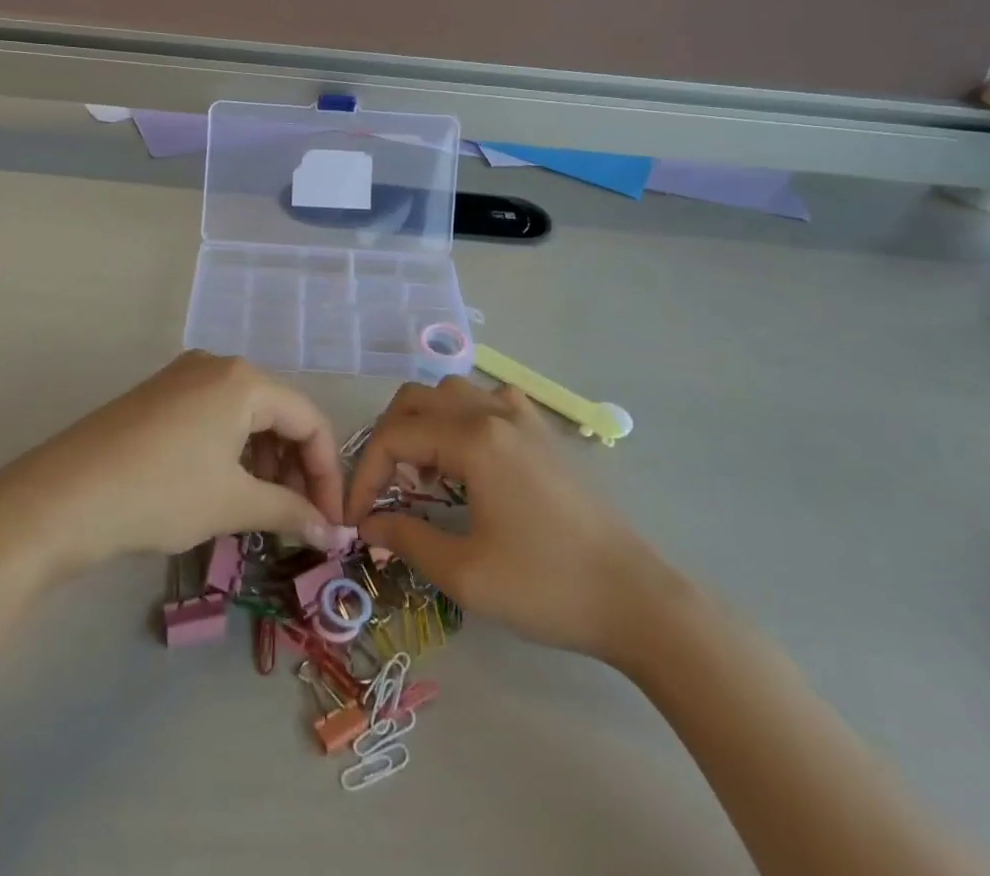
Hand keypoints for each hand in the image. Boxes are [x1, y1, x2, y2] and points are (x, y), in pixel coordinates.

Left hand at [0, 352, 348, 570]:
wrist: (63, 497)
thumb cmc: (160, 493)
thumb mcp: (232, 503)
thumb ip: (290, 512)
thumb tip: (334, 536)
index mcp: (244, 380)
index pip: (309, 420)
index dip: (327, 474)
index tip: (330, 523)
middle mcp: (218, 365)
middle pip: (278, 414)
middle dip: (295, 468)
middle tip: (298, 518)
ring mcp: (184, 377)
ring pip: (245, 416)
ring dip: (264, 462)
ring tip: (262, 509)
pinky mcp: (159, 395)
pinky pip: (215, 417)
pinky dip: (232, 452)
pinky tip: (225, 487)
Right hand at [347, 377, 688, 673]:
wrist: (632, 597)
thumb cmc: (546, 586)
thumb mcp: (465, 574)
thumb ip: (407, 538)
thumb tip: (367, 523)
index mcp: (473, 440)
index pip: (395, 436)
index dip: (366, 474)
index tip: (357, 517)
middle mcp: (493, 412)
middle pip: (416, 399)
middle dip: (388, 439)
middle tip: (384, 488)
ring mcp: (522, 416)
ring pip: (450, 392)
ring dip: (423, 423)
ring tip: (423, 474)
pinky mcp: (541, 431)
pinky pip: (486, 400)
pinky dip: (460, 418)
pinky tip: (468, 458)